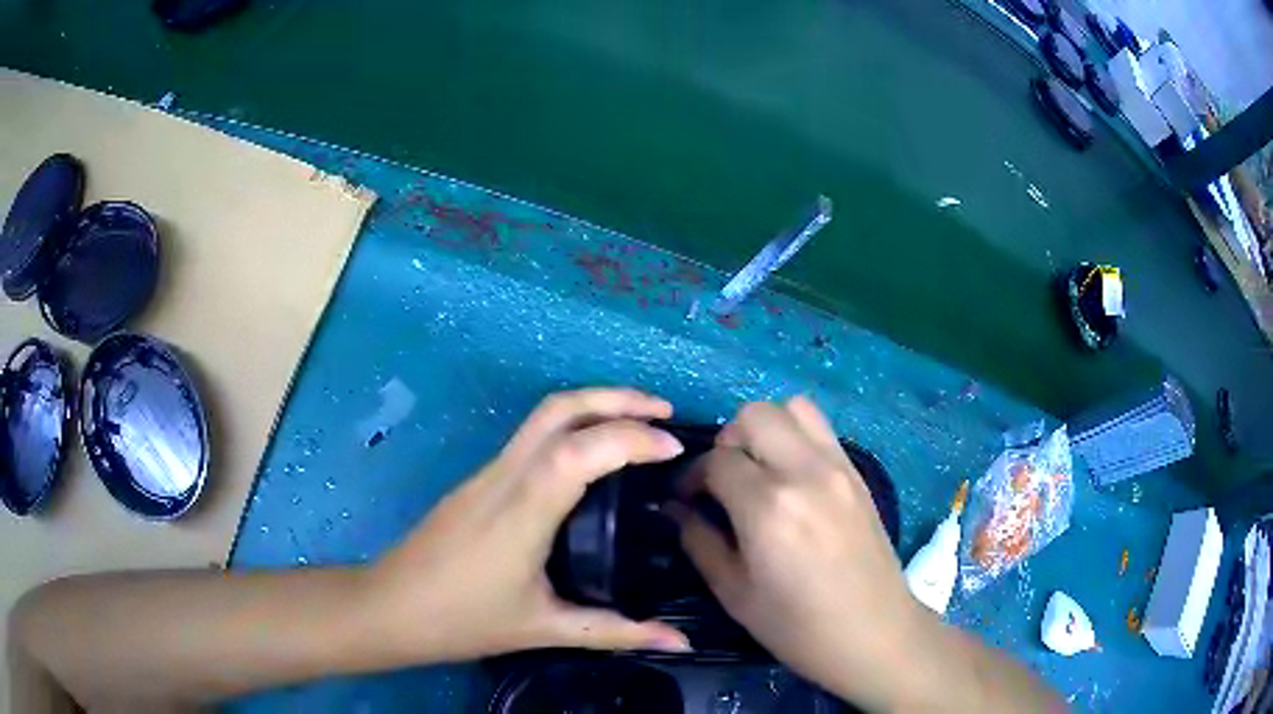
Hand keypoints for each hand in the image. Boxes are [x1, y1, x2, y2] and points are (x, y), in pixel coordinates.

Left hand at [363, 388, 690, 661]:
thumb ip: (616, 631)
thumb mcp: (545, 629)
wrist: (391, 607)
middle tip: (665, 410)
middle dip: (616, 398)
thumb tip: (681, 641)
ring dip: (594, 406)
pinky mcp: (480, 479)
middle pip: (559, 408)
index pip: (579, 450)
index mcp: (522, 510)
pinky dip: (573, 427)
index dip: (631, 437)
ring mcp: (487, 472)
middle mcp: (505, 476)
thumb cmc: (463, 620)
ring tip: (640, 425)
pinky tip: (593, 457)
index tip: (674, 448)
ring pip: (543, 416)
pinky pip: (532, 436)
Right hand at [678, 397, 930, 711]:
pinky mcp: (858, 471)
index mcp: (768, 506)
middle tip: (724, 480)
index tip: (686, 499)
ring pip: (792, 407)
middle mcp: (804, 471)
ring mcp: (838, 465)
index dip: (692, 477)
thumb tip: (675, 509)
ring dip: (765, 428)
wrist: (874, 632)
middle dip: (727, 441)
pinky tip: (792, 478)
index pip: (717, 460)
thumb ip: (699, 540)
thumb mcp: (734, 593)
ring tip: (759, 469)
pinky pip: (820, 428)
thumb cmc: (797, 626)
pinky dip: (796, 436)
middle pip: (753, 415)